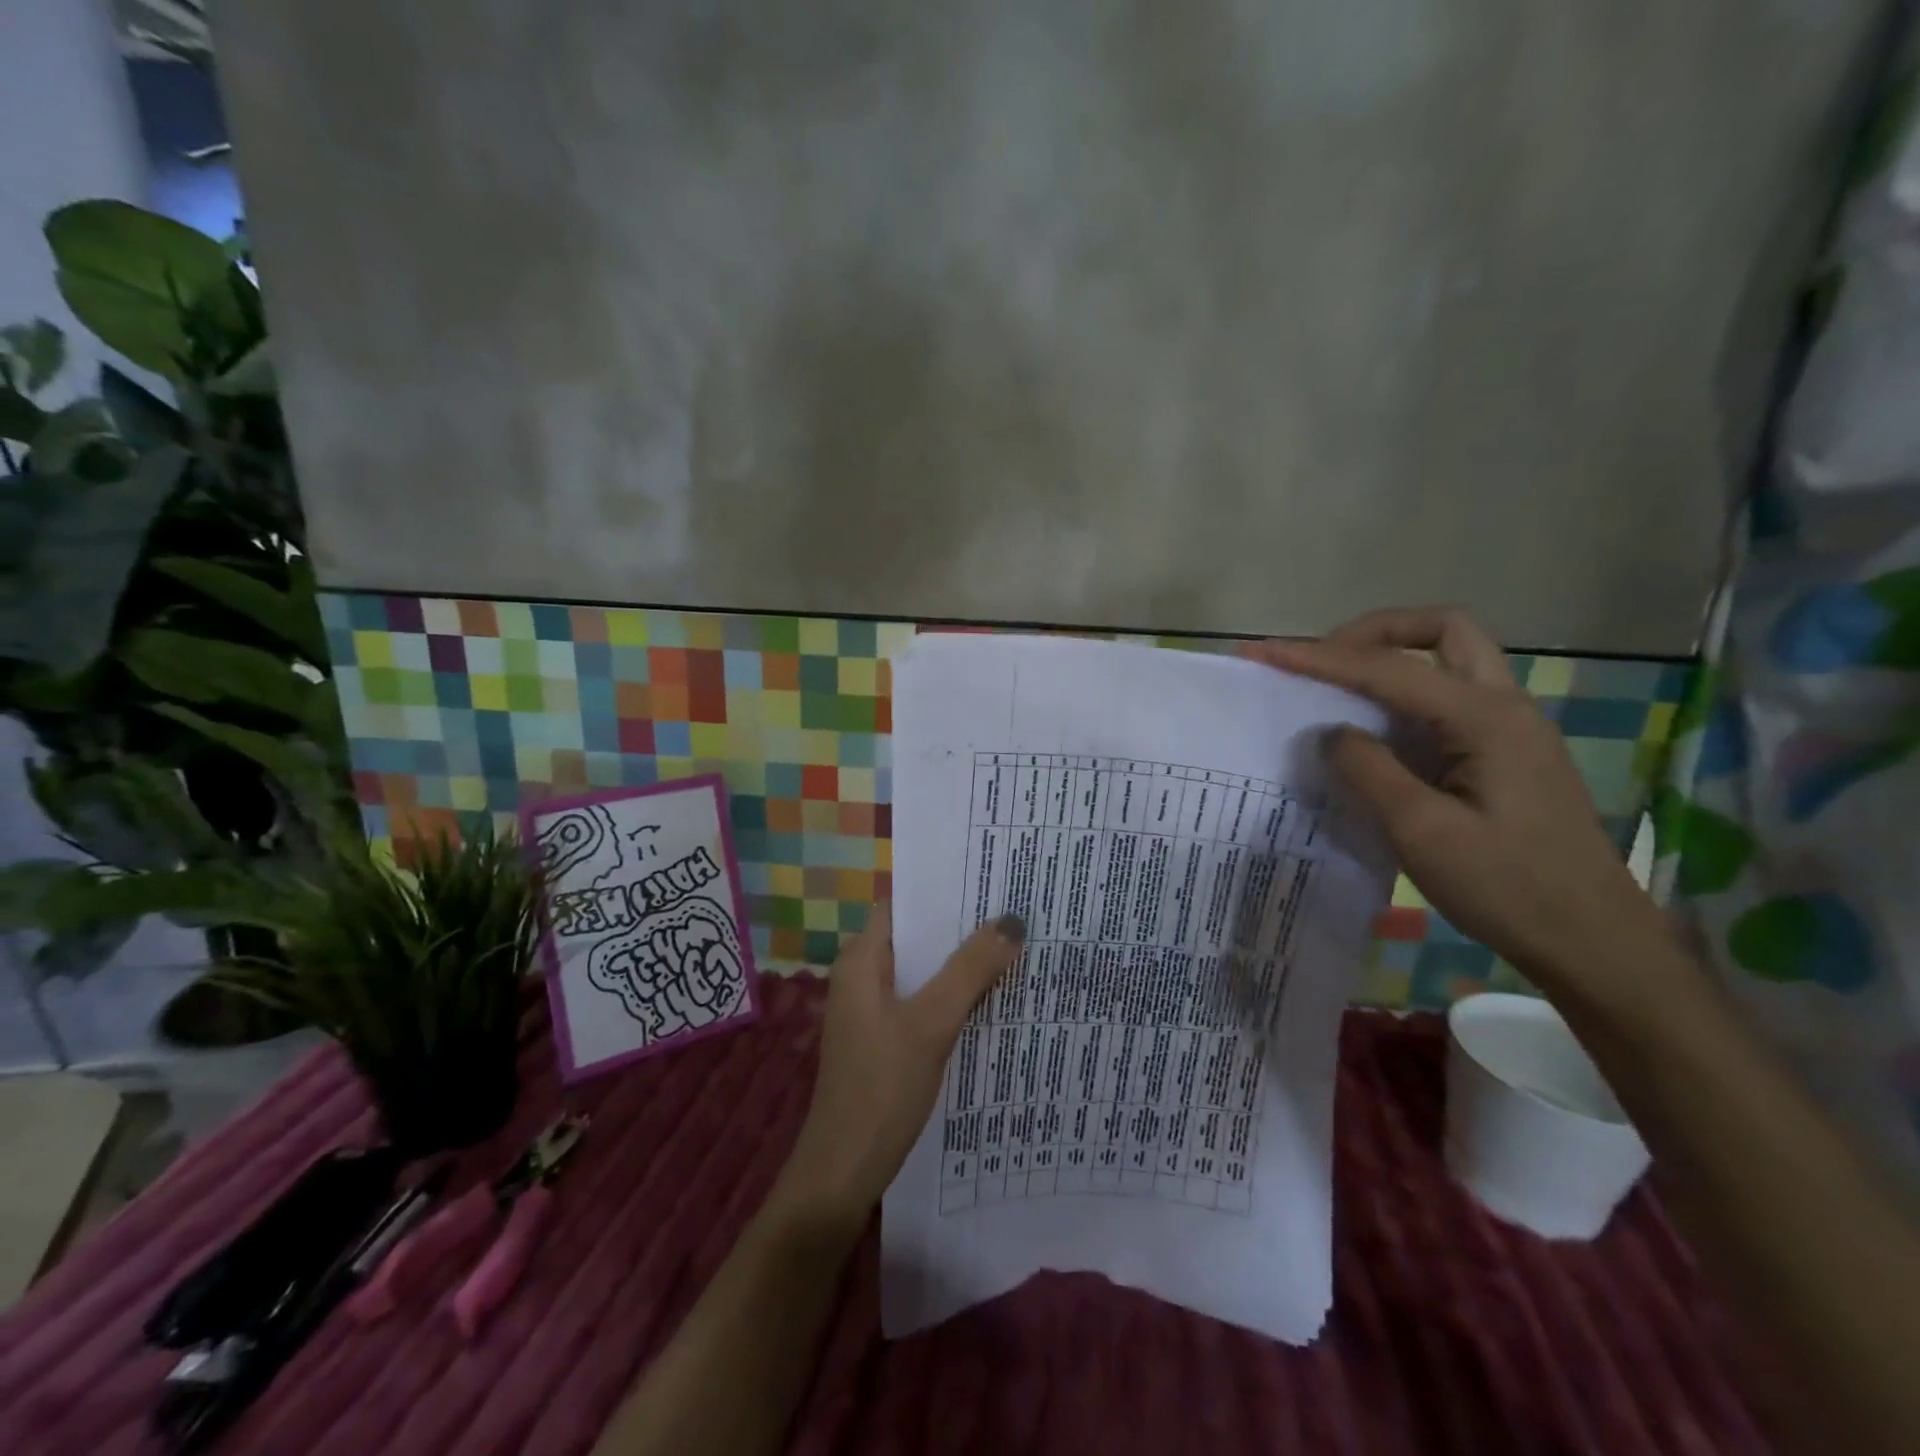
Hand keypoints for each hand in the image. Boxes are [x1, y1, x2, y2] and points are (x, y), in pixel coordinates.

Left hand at [773, 906, 1023, 1230]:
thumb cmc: (881, 1088)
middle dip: (961, 926)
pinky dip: (953, 994)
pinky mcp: (885, 1039)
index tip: (988, 879)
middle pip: (916, 937)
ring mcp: (873, 1010)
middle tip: (1014, 910)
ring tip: (1013, 946)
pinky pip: (923, 1001)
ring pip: (923, 971)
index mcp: (862, 960)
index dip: (942, 890)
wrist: (843, 1173)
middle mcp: (863, 976)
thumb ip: (970, 970)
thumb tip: (1013, 921)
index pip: (903, 904)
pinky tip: (991, 997)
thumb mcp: (931, 1023)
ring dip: (960, 962)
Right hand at [1244, 607, 1672, 995]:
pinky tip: (1375, 734)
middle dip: (1375, 632)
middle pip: (1442, 630)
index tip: (1265, 654)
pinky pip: (1448, 700)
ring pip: (1450, 660)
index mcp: (1486, 718)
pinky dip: (1403, 698)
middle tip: (1324, 659)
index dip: (1320, 657)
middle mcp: (1505, 706)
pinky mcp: (1507, 754)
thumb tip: (1330, 732)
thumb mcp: (1422, 832)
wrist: (1593, 942)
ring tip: (1338, 690)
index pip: (1389, 668)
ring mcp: (1512, 729)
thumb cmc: (1509, 888)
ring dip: (1392, 660)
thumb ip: (1369, 770)